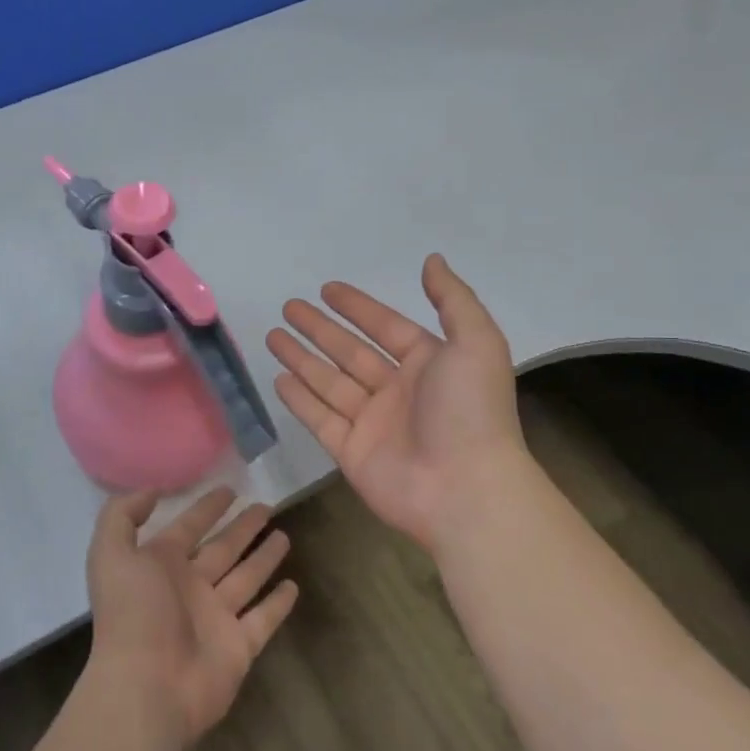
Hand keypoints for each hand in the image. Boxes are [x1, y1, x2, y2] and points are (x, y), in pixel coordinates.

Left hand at [85, 486, 298, 744]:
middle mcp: (190, 588)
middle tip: (266, 505)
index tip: (230, 489)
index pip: (188, 527)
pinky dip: (278, 604)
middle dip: (242, 528)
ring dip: (263, 558)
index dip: (207, 508)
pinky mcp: (238, 647)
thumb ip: (122, 515)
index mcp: (161, 565)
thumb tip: (151, 491)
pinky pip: (263, 619)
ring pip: (245, 578)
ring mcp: (216, 618)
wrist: (147, 687)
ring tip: (284, 535)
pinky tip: (293, 585)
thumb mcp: (111, 553)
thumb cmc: (132, 614)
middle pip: (222, 549)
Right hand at [266, 253, 526, 550]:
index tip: (326, 289)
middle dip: (320, 329)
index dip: (357, 307)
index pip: (385, 327)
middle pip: (350, 352)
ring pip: (329, 382)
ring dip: (301, 359)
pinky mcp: (351, 453)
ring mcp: (373, 424)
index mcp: (428, 364)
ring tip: (272, 336)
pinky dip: (300, 399)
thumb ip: (453, 299)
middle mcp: (398, 391)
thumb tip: (432, 260)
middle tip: (288, 307)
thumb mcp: (476, 342)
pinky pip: (320, 419)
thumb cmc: (470, 411)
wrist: (465, 490)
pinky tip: (279, 379)